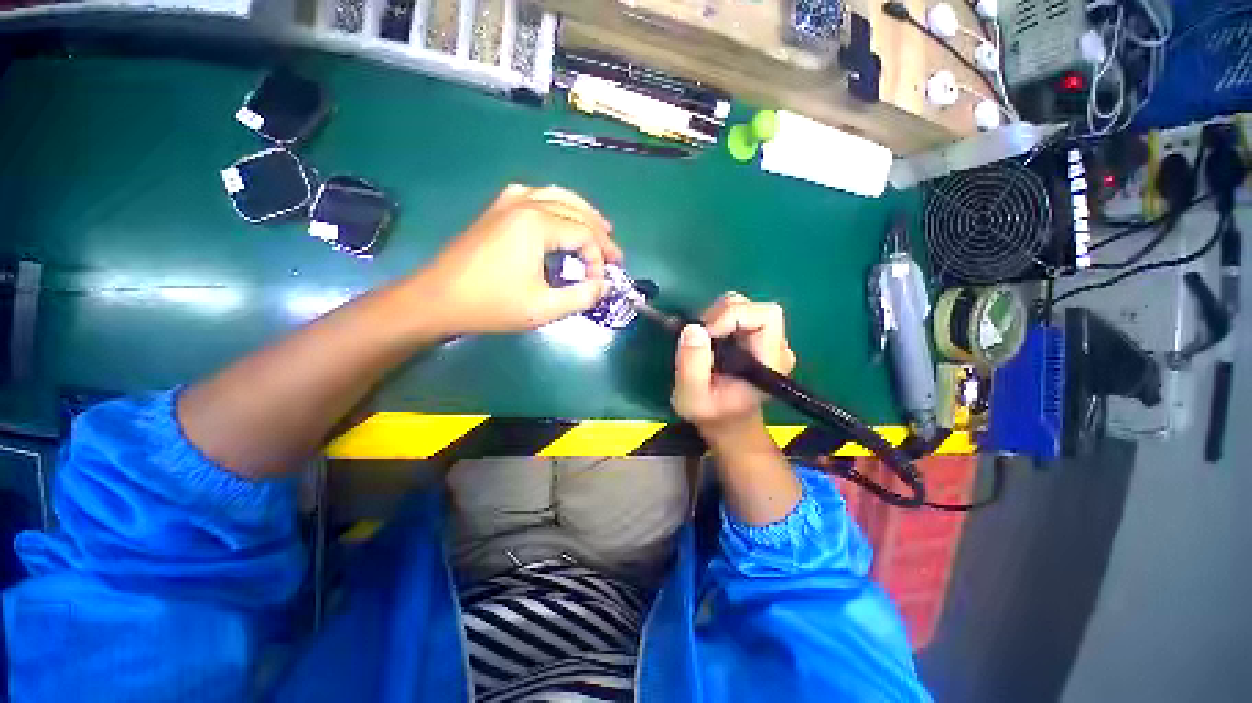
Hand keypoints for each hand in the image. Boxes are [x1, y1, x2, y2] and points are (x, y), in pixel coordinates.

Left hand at [411, 184, 621, 334]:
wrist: (438, 299)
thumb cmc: (491, 305)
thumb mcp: (543, 308)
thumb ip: (581, 297)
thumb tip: (603, 285)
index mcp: (536, 223)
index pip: (584, 234)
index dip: (599, 259)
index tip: (600, 283)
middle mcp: (524, 203)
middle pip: (575, 210)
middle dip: (599, 233)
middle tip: (615, 255)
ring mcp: (507, 203)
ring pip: (557, 195)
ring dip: (582, 211)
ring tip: (601, 228)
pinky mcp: (496, 210)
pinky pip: (535, 195)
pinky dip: (557, 203)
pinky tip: (560, 214)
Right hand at [671, 293, 797, 440]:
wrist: (727, 421)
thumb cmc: (711, 413)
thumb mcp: (692, 398)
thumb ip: (691, 366)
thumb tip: (692, 328)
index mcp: (770, 363)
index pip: (766, 316)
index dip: (732, 316)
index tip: (705, 334)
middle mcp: (776, 347)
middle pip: (756, 308)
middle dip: (722, 315)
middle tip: (701, 337)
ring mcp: (769, 340)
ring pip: (745, 307)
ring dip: (718, 316)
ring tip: (704, 341)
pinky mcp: (757, 337)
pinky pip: (739, 314)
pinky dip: (719, 319)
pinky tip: (711, 341)